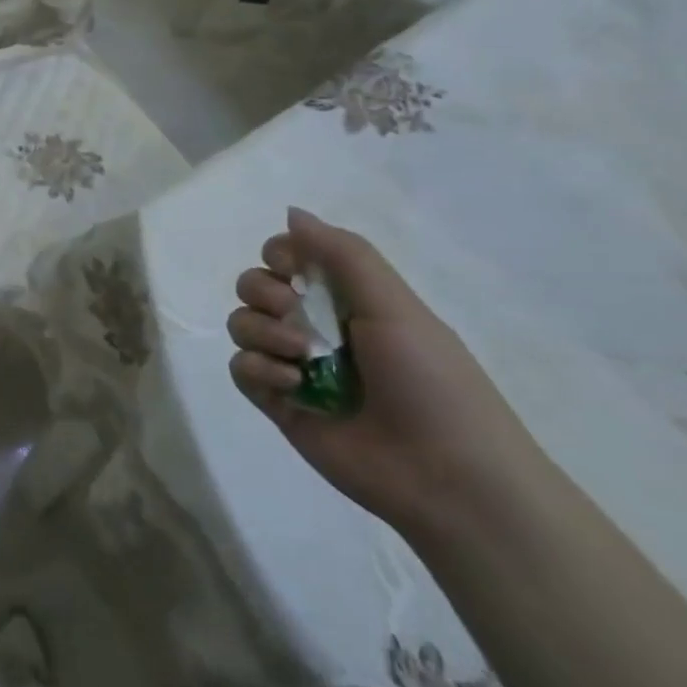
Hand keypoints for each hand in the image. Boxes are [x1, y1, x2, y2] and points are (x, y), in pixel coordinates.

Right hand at [225, 207, 542, 536]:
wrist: (447, 476)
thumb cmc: (431, 381)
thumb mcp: (394, 306)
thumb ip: (342, 254)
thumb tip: (290, 211)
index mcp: (349, 298)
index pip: (290, 256)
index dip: (281, 254)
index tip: (292, 267)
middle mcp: (315, 326)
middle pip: (255, 286)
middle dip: (264, 292)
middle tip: (294, 313)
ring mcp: (293, 365)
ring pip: (242, 324)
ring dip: (262, 331)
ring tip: (298, 358)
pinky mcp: (277, 403)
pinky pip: (240, 368)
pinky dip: (257, 368)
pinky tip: (290, 385)